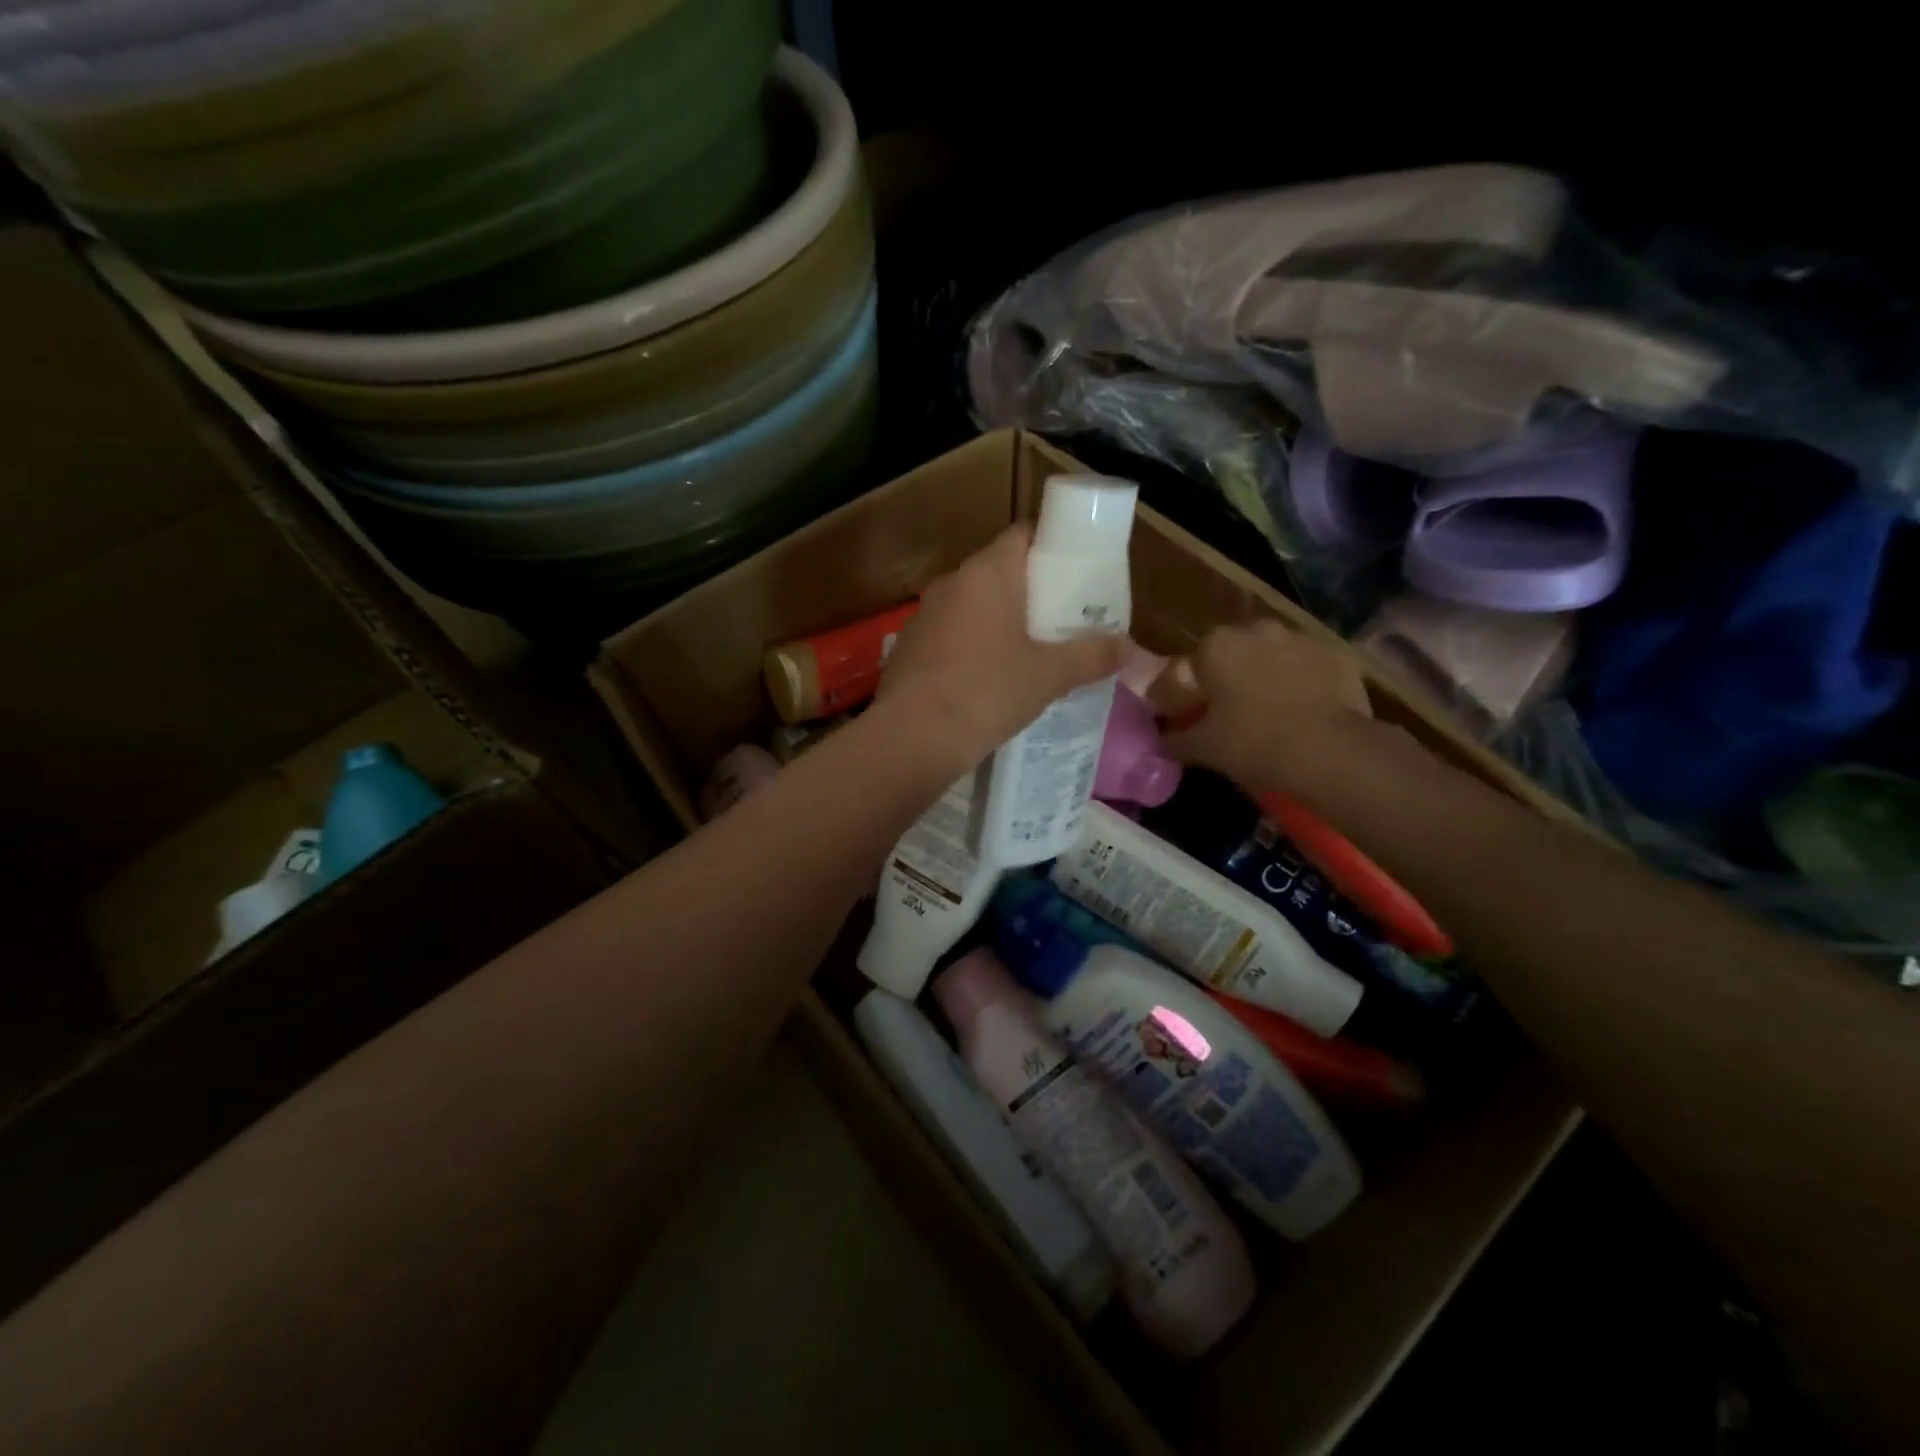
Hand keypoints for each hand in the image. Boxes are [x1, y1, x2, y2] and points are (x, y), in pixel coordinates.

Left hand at [877, 525, 1128, 770]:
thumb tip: (1129, 647)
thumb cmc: (986, 692)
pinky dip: (974, 647)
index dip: (1054, 547)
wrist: (911, 738)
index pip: (1024, 535)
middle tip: (1065, 619)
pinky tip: (991, 679)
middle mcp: (952, 583)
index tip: (1079, 574)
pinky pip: (952, 636)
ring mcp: (925, 616)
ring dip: (1001, 622)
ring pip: (974, 606)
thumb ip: (1091, 656)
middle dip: (1033, 592)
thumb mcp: (1049, 676)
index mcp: (987, 573)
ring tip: (1034, 651)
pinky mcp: (909, 649)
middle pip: (1000, 572)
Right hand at [1158, 620, 1372, 791]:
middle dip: (1226, 678)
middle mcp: (1256, 629)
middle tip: (1227, 713)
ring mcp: (1301, 638)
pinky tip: (1304, 711)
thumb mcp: (1202, 748)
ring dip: (1266, 676)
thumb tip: (1165, 739)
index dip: (1181, 695)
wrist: (1331, 751)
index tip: (1184, 718)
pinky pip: (1309, 667)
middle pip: (1231, 654)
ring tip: (1269, 712)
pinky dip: (1303, 683)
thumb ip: (1176, 739)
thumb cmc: (1253, 743)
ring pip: (1272, 656)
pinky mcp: (1337, 654)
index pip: (1186, 667)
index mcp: (1215, 646)